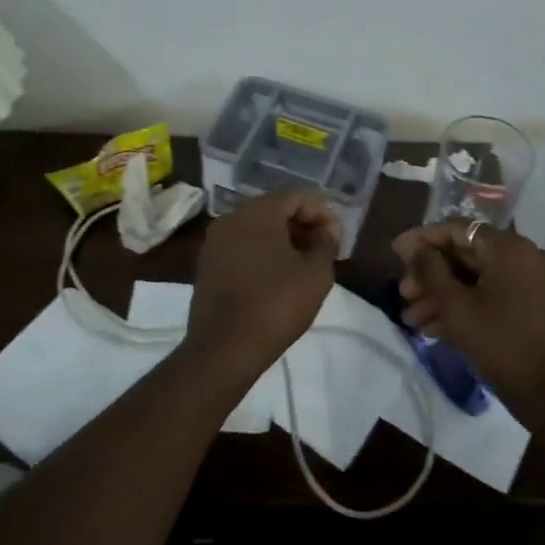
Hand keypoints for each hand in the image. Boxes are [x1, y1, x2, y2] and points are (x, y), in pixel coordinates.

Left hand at [185, 189, 341, 380]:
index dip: (322, 211)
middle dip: (302, 224)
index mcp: (258, 211)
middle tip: (324, 249)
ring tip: (304, 265)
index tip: (337, 236)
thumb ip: (326, 243)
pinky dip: (262, 253)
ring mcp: (215, 241)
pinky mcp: (207, 265)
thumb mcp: (316, 274)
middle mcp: (232, 217)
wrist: (224, 348)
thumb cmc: (276, 304)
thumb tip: (327, 229)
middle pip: (274, 209)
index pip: (296, 196)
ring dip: (283, 240)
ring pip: (256, 228)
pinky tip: (278, 277)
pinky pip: (241, 247)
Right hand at [392, 221, 544, 411]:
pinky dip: (467, 305)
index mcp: (510, 248)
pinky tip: (435, 328)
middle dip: (431, 275)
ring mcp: (534, 282)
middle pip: (467, 254)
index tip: (395, 253)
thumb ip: (429, 269)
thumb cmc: (501, 344)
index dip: (422, 240)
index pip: (457, 230)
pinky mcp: (536, 306)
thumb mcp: (456, 306)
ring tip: (412, 318)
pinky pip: (494, 294)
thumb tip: (411, 246)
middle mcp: (526, 256)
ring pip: (478, 278)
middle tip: (403, 294)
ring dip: (444, 294)